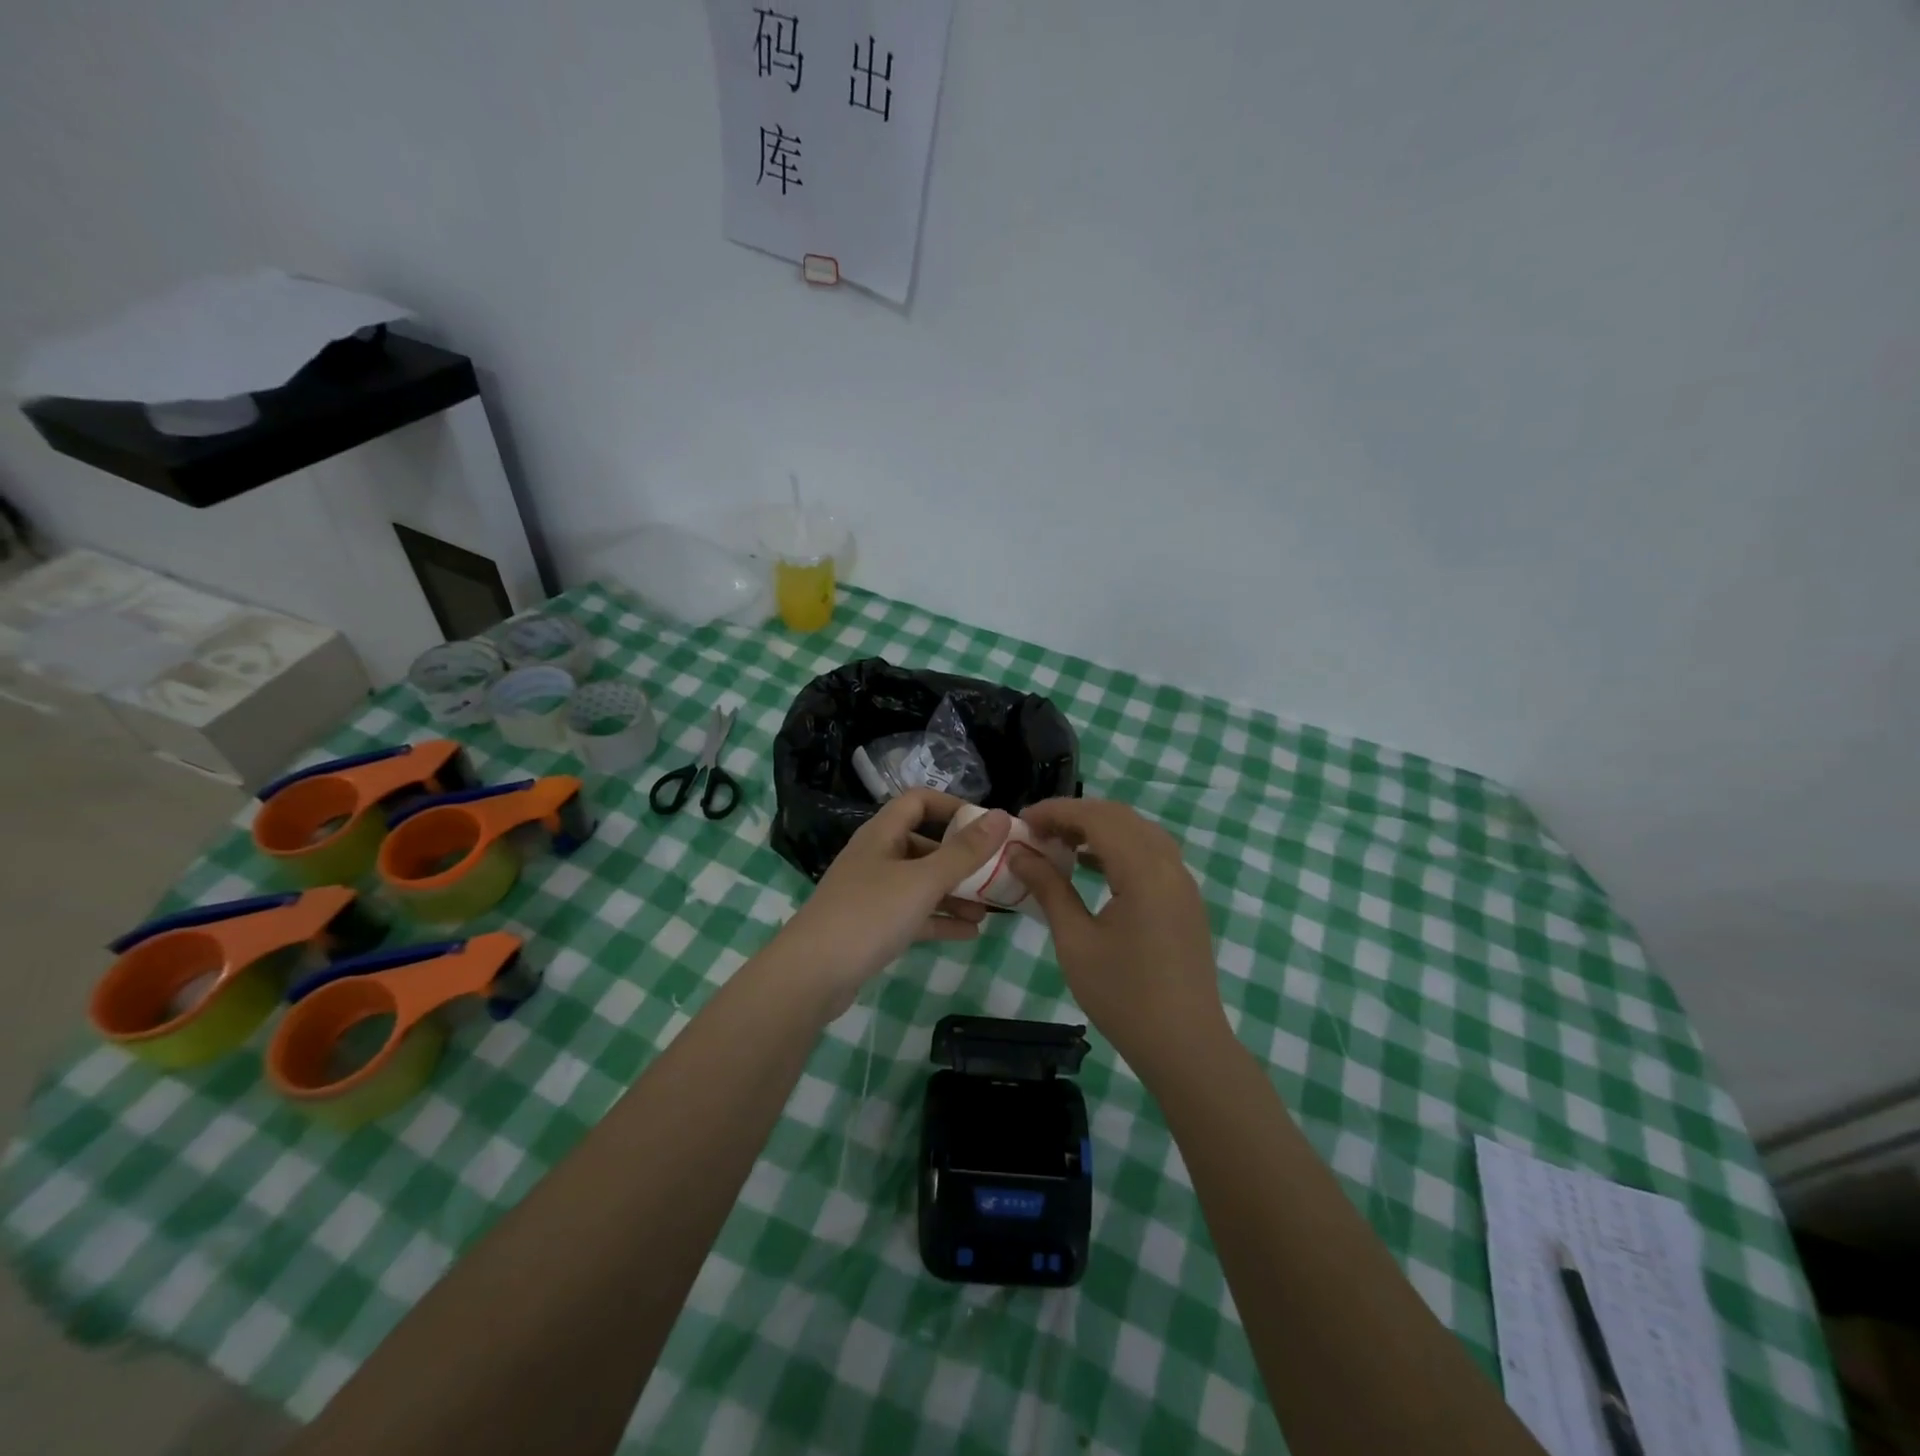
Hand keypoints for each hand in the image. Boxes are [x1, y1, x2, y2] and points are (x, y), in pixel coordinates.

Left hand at [775, 791, 1010, 1014]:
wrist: (811, 975)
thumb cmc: (869, 914)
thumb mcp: (924, 880)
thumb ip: (965, 851)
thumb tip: (1002, 815)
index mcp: (882, 834)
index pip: (919, 801)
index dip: (952, 806)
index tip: (986, 825)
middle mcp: (876, 857)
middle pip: (924, 845)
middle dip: (961, 859)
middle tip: (996, 873)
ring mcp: (872, 893)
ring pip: (921, 883)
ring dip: (954, 893)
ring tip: (989, 909)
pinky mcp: (872, 926)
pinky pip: (913, 915)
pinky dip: (940, 920)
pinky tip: (970, 932)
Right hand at [1008, 798, 1229, 1076]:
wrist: (1185, 1046)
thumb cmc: (1123, 996)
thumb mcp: (1075, 940)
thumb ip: (1048, 888)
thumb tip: (1018, 853)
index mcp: (1144, 870)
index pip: (1096, 817)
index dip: (1056, 811)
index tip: (1021, 820)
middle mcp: (1169, 865)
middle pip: (1120, 817)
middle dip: (1075, 815)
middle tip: (1036, 831)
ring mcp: (1182, 881)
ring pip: (1138, 832)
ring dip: (1098, 829)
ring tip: (1059, 844)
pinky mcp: (1184, 899)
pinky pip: (1151, 853)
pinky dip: (1118, 847)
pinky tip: (1091, 866)